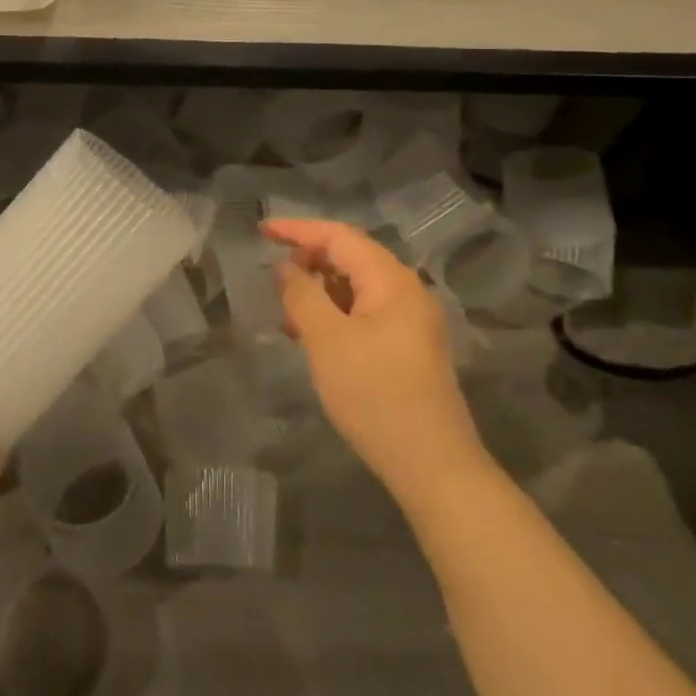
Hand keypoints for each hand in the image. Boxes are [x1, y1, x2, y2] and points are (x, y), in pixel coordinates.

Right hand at [264, 219, 486, 503]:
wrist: (433, 466)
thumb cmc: (375, 395)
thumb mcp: (326, 340)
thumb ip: (302, 295)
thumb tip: (286, 267)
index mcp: (391, 280)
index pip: (340, 236)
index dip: (298, 230)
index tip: (263, 230)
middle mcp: (407, 291)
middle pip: (352, 257)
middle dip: (310, 259)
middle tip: (274, 274)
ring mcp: (412, 321)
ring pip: (358, 287)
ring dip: (321, 289)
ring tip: (286, 309)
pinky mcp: (409, 348)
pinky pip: (366, 313)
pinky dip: (336, 313)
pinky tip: (313, 335)